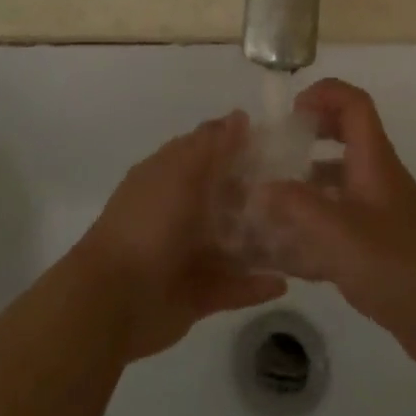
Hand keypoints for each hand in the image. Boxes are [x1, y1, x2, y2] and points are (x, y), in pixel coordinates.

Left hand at [78, 111, 286, 362]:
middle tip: (302, 190)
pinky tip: (284, 282)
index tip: (280, 143)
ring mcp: (187, 254)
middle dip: (259, 194)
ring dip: (262, 241)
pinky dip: (255, 285)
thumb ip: (213, 146)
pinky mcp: (197, 294)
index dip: (239, 144)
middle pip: (225, 198)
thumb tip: (240, 115)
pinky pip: (233, 287)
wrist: (113, 300)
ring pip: (233, 244)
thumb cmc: (148, 224)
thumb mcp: (181, 173)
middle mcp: (179, 212)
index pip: (208, 152)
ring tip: (302, 236)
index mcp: (169, 177)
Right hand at [252, 79, 415, 361]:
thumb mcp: (336, 230)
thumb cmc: (394, 262)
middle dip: (307, 139)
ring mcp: (378, 213)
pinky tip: (281, 254)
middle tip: (273, 153)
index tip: (290, 112)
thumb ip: (293, 204)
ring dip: (304, 187)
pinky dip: (311, 229)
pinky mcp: (376, 246)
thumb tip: (259, 188)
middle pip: (344, 138)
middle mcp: (377, 178)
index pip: (354, 104)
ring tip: (265, 204)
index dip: (323, 94)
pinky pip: (337, 224)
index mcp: (374, 160)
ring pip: (337, 184)